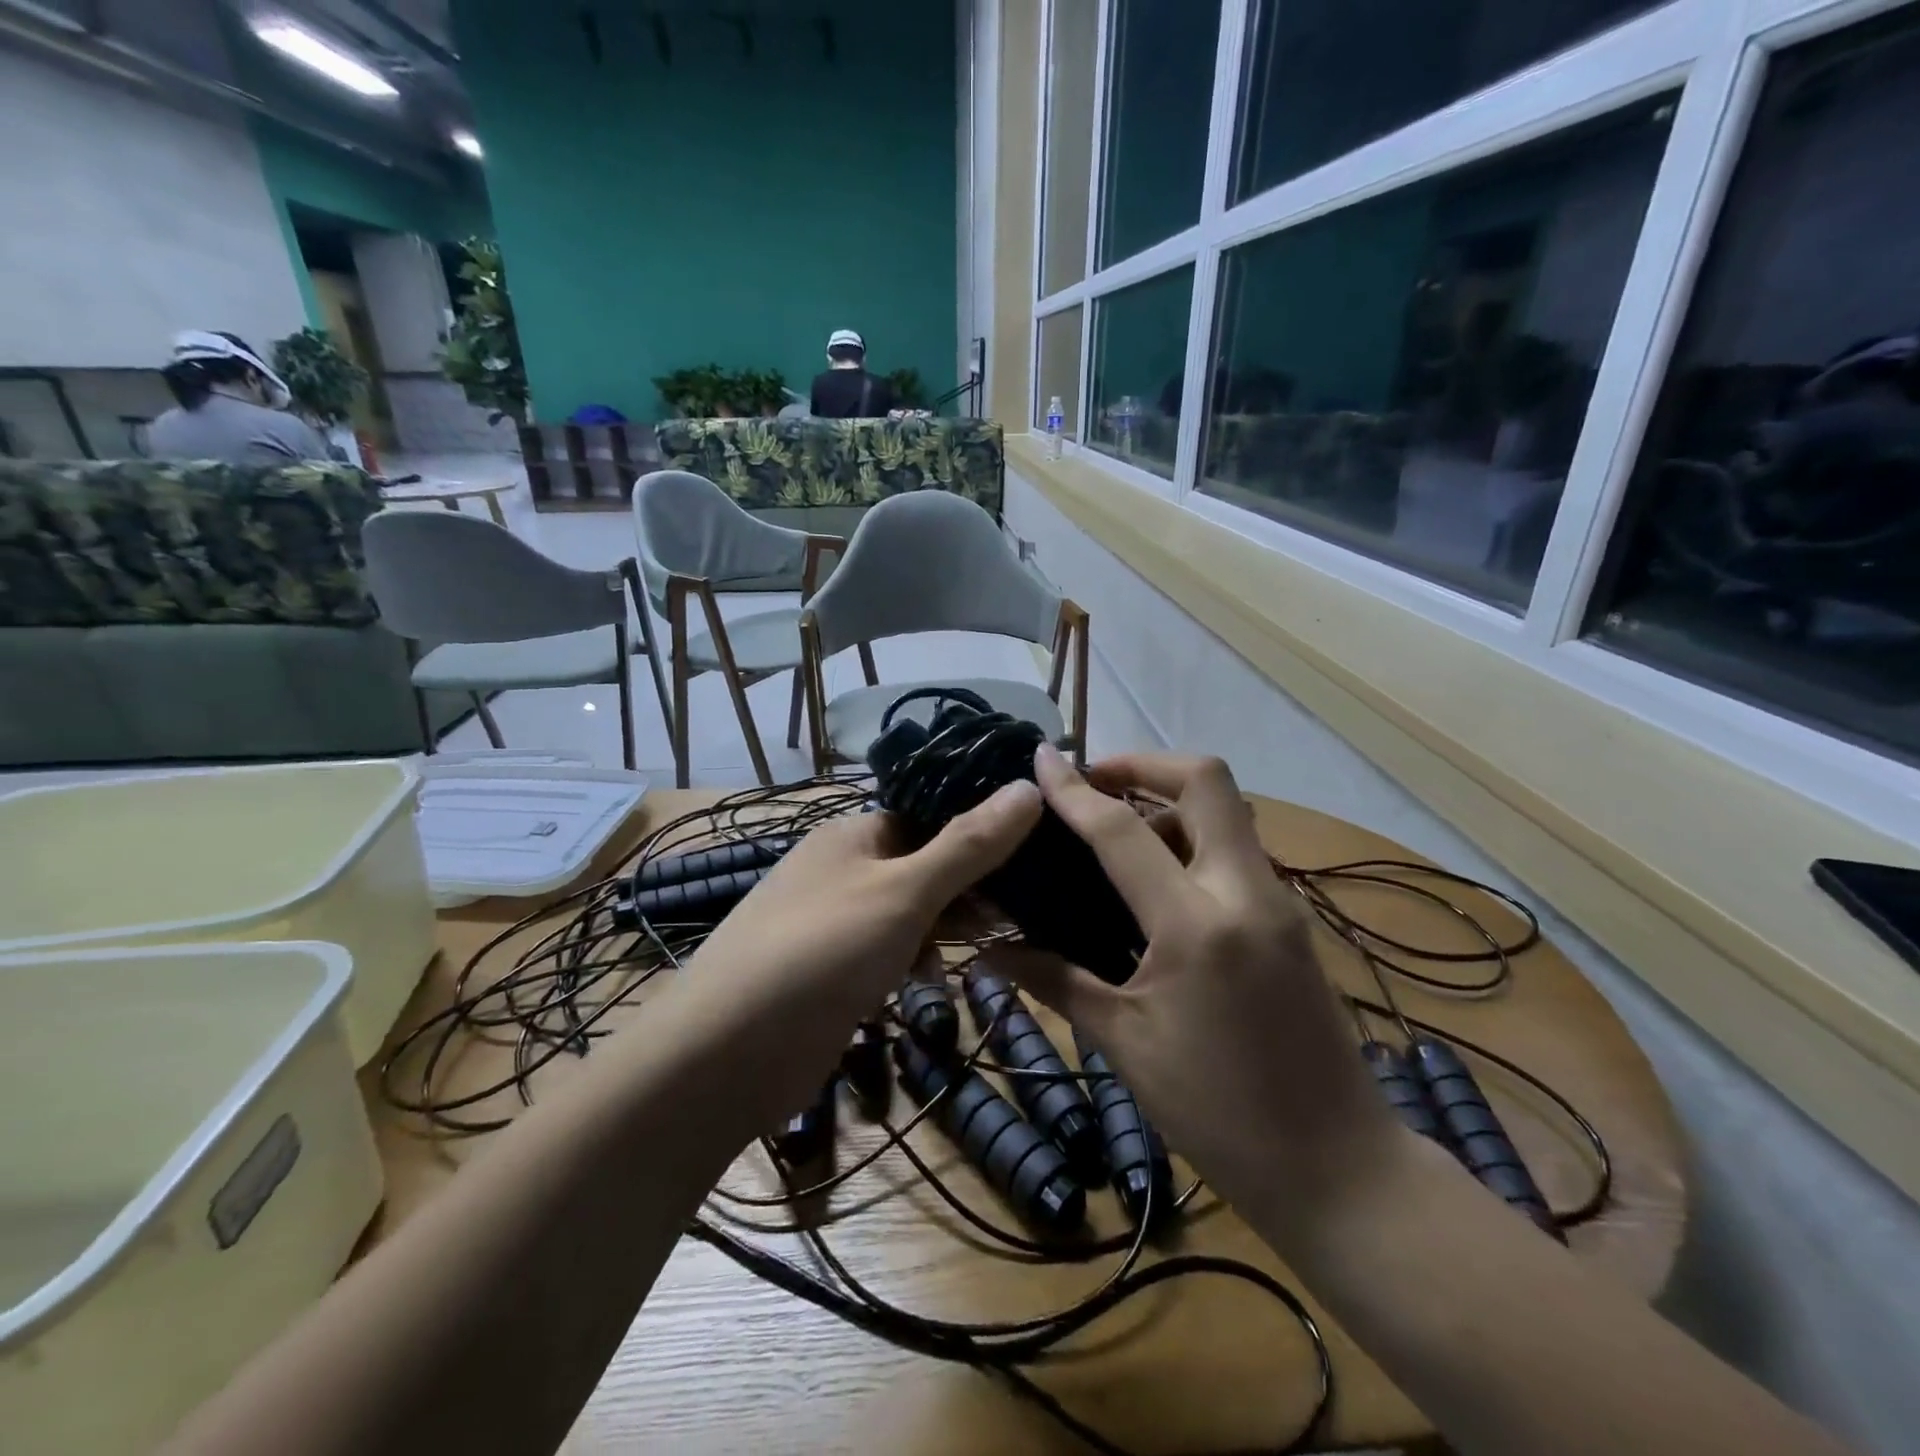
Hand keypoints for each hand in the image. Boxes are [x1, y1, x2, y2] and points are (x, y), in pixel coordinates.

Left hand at [676, 781, 1042, 1121]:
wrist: (724, 1055)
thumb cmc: (821, 952)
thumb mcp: (904, 893)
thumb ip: (967, 844)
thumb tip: (1029, 784)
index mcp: (852, 835)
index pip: (928, 817)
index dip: (978, 832)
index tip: (1033, 856)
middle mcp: (839, 871)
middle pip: (921, 865)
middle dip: (968, 889)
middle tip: (1021, 912)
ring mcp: (832, 924)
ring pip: (906, 914)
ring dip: (944, 929)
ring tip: (989, 949)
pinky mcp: (829, 974)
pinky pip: (885, 954)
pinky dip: (913, 963)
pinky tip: (933, 987)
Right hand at [994, 747, 1404, 1240]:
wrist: (1340, 1170)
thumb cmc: (1219, 1113)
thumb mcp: (1125, 1044)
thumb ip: (1056, 981)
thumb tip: (990, 953)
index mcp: (1196, 925)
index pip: (1122, 831)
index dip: (1075, 790)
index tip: (1042, 757)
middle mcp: (1246, 892)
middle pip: (1206, 780)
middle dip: (1144, 764)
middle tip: (1093, 783)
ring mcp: (1279, 901)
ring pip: (1225, 811)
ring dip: (1169, 802)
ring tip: (1114, 834)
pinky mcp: (1292, 919)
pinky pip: (1236, 850)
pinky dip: (1192, 839)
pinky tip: (1155, 881)